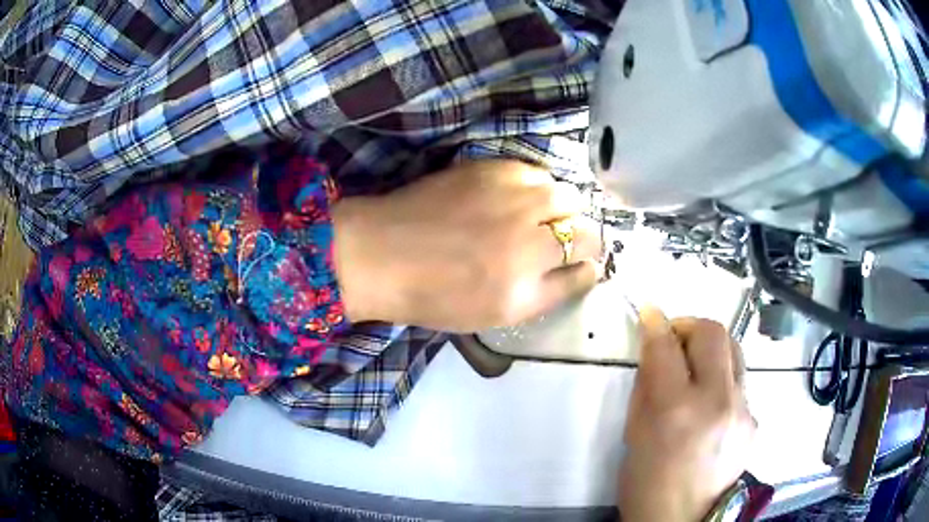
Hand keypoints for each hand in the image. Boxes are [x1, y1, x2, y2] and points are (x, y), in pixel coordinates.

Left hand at [331, 160, 601, 331]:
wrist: (382, 252)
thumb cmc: (433, 294)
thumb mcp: (495, 314)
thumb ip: (546, 293)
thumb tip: (584, 269)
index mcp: (526, 285)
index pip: (585, 269)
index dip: (590, 265)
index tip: (585, 264)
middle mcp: (527, 240)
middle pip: (586, 230)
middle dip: (585, 236)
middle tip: (562, 241)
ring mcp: (511, 199)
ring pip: (567, 195)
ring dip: (563, 208)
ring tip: (540, 216)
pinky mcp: (491, 169)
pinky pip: (536, 172)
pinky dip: (537, 185)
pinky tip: (517, 196)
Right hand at [618, 308, 755, 521]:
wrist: (682, 520)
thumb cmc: (646, 483)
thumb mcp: (634, 434)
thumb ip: (647, 385)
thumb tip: (655, 349)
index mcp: (677, 410)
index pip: (667, 347)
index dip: (656, 323)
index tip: (650, 313)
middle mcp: (718, 402)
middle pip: (714, 333)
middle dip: (690, 325)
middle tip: (675, 339)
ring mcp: (743, 411)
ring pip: (734, 352)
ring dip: (710, 350)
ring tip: (694, 369)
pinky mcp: (755, 420)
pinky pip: (739, 385)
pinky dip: (720, 383)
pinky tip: (709, 409)